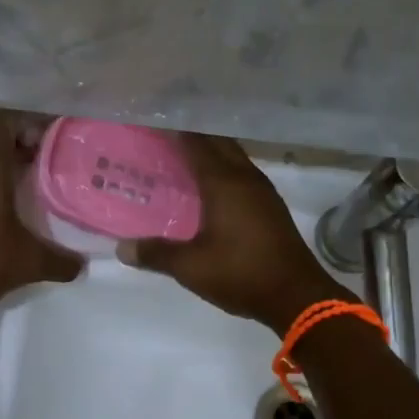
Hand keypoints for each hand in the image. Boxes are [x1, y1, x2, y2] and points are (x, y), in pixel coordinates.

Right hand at [119, 134, 352, 331]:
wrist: (297, 296)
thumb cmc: (241, 274)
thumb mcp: (191, 267)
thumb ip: (156, 253)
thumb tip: (121, 248)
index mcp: (224, 182)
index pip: (195, 142)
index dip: (173, 130)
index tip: (151, 122)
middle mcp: (245, 177)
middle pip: (217, 143)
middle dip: (192, 135)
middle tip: (162, 138)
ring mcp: (263, 191)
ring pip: (233, 157)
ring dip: (210, 153)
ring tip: (182, 159)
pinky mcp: (271, 206)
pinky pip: (242, 175)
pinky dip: (223, 171)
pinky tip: (209, 189)